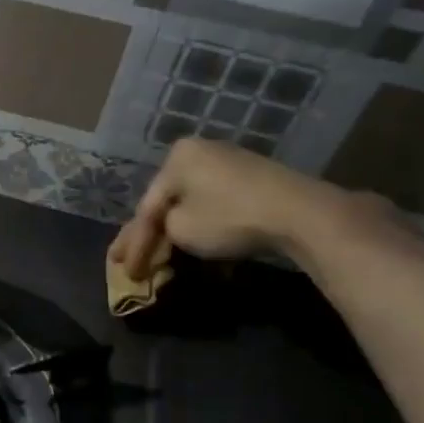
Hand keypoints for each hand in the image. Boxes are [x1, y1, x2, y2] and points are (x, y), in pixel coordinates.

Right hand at [109, 139, 333, 279]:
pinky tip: (194, 248)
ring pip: (191, 205)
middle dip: (150, 237)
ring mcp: (228, 163)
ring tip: (159, 259)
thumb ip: (161, 230)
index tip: (124, 271)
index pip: (147, 207)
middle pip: (167, 203)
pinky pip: (214, 205)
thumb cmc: (229, 217)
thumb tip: (166, 231)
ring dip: (176, 234)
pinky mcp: (252, 180)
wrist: (299, 213)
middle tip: (129, 263)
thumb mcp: (181, 229)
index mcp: (176, 158)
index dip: (133, 243)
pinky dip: (202, 227)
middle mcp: (199, 152)